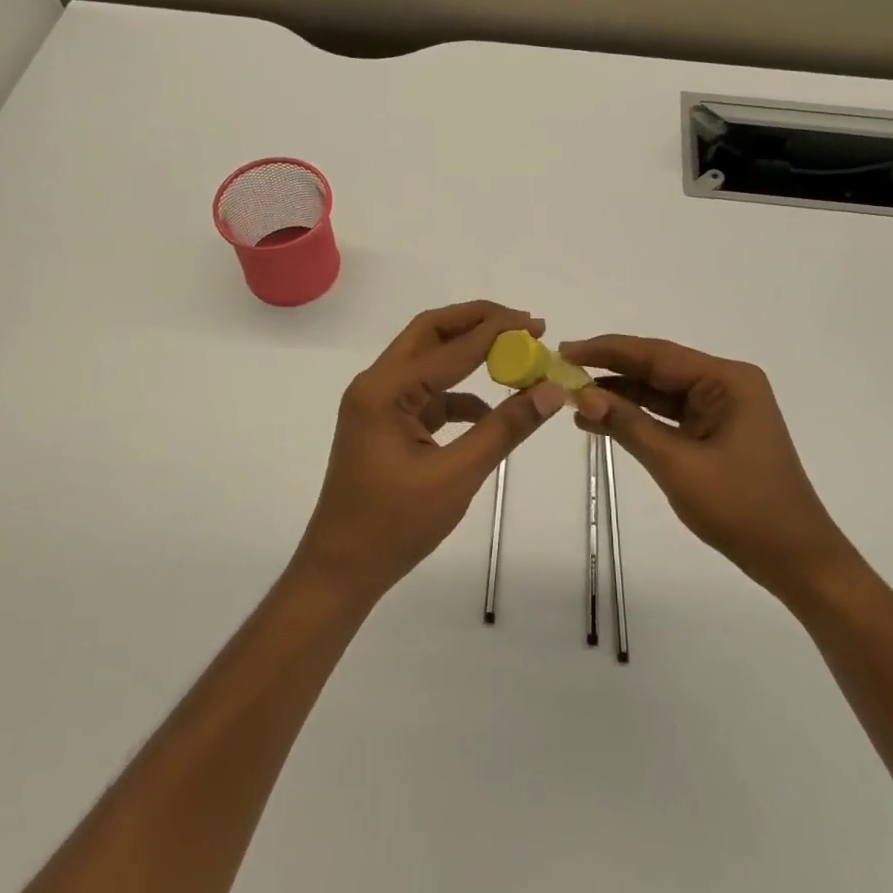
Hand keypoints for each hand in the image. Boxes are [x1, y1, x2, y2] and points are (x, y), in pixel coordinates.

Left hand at [295, 302, 568, 605]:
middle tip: (522, 324)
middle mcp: (376, 385)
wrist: (341, 570)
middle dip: (476, 322)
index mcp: (385, 390)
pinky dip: (458, 394)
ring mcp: (378, 404)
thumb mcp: (457, 476)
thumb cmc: (394, 525)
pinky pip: (427, 393)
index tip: (535, 323)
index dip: (496, 331)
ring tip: (514, 357)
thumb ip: (504, 428)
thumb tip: (551, 391)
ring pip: (428, 360)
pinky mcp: (386, 423)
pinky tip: (489, 410)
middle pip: (430, 333)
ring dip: (468, 354)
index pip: (449, 346)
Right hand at [562, 335, 853, 594]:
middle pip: (657, 368)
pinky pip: (669, 414)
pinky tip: (601, 420)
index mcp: (726, 380)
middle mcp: (726, 384)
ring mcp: (722, 408)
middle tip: (561, 370)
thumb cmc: (742, 509)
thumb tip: (582, 396)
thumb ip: (628, 425)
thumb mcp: (677, 465)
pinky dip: (637, 417)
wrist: (796, 560)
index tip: (565, 349)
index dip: (607, 350)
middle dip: (610, 370)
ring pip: (660, 391)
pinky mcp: (716, 430)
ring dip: (620, 395)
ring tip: (572, 397)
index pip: (656, 354)